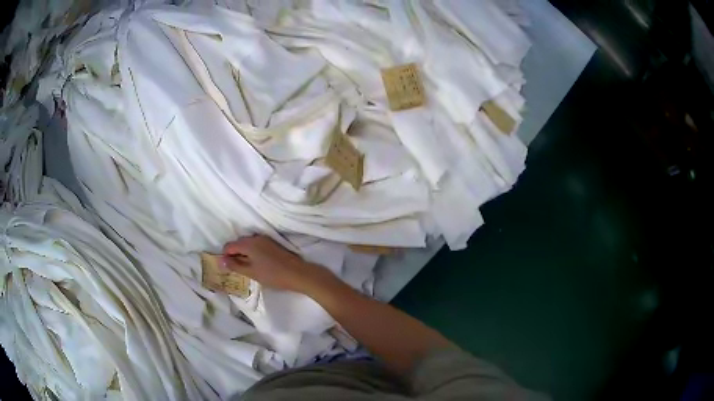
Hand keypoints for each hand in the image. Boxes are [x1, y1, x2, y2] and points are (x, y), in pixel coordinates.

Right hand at [221, 235, 331, 293]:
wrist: (298, 274)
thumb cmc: (272, 275)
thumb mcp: (251, 272)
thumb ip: (234, 265)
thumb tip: (220, 260)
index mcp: (248, 243)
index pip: (229, 245)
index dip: (225, 256)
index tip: (227, 267)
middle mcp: (256, 238)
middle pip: (238, 243)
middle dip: (235, 254)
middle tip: (237, 269)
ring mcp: (265, 240)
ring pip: (248, 245)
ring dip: (244, 254)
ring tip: (247, 269)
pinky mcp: (273, 244)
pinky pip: (257, 246)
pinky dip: (253, 253)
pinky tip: (258, 265)